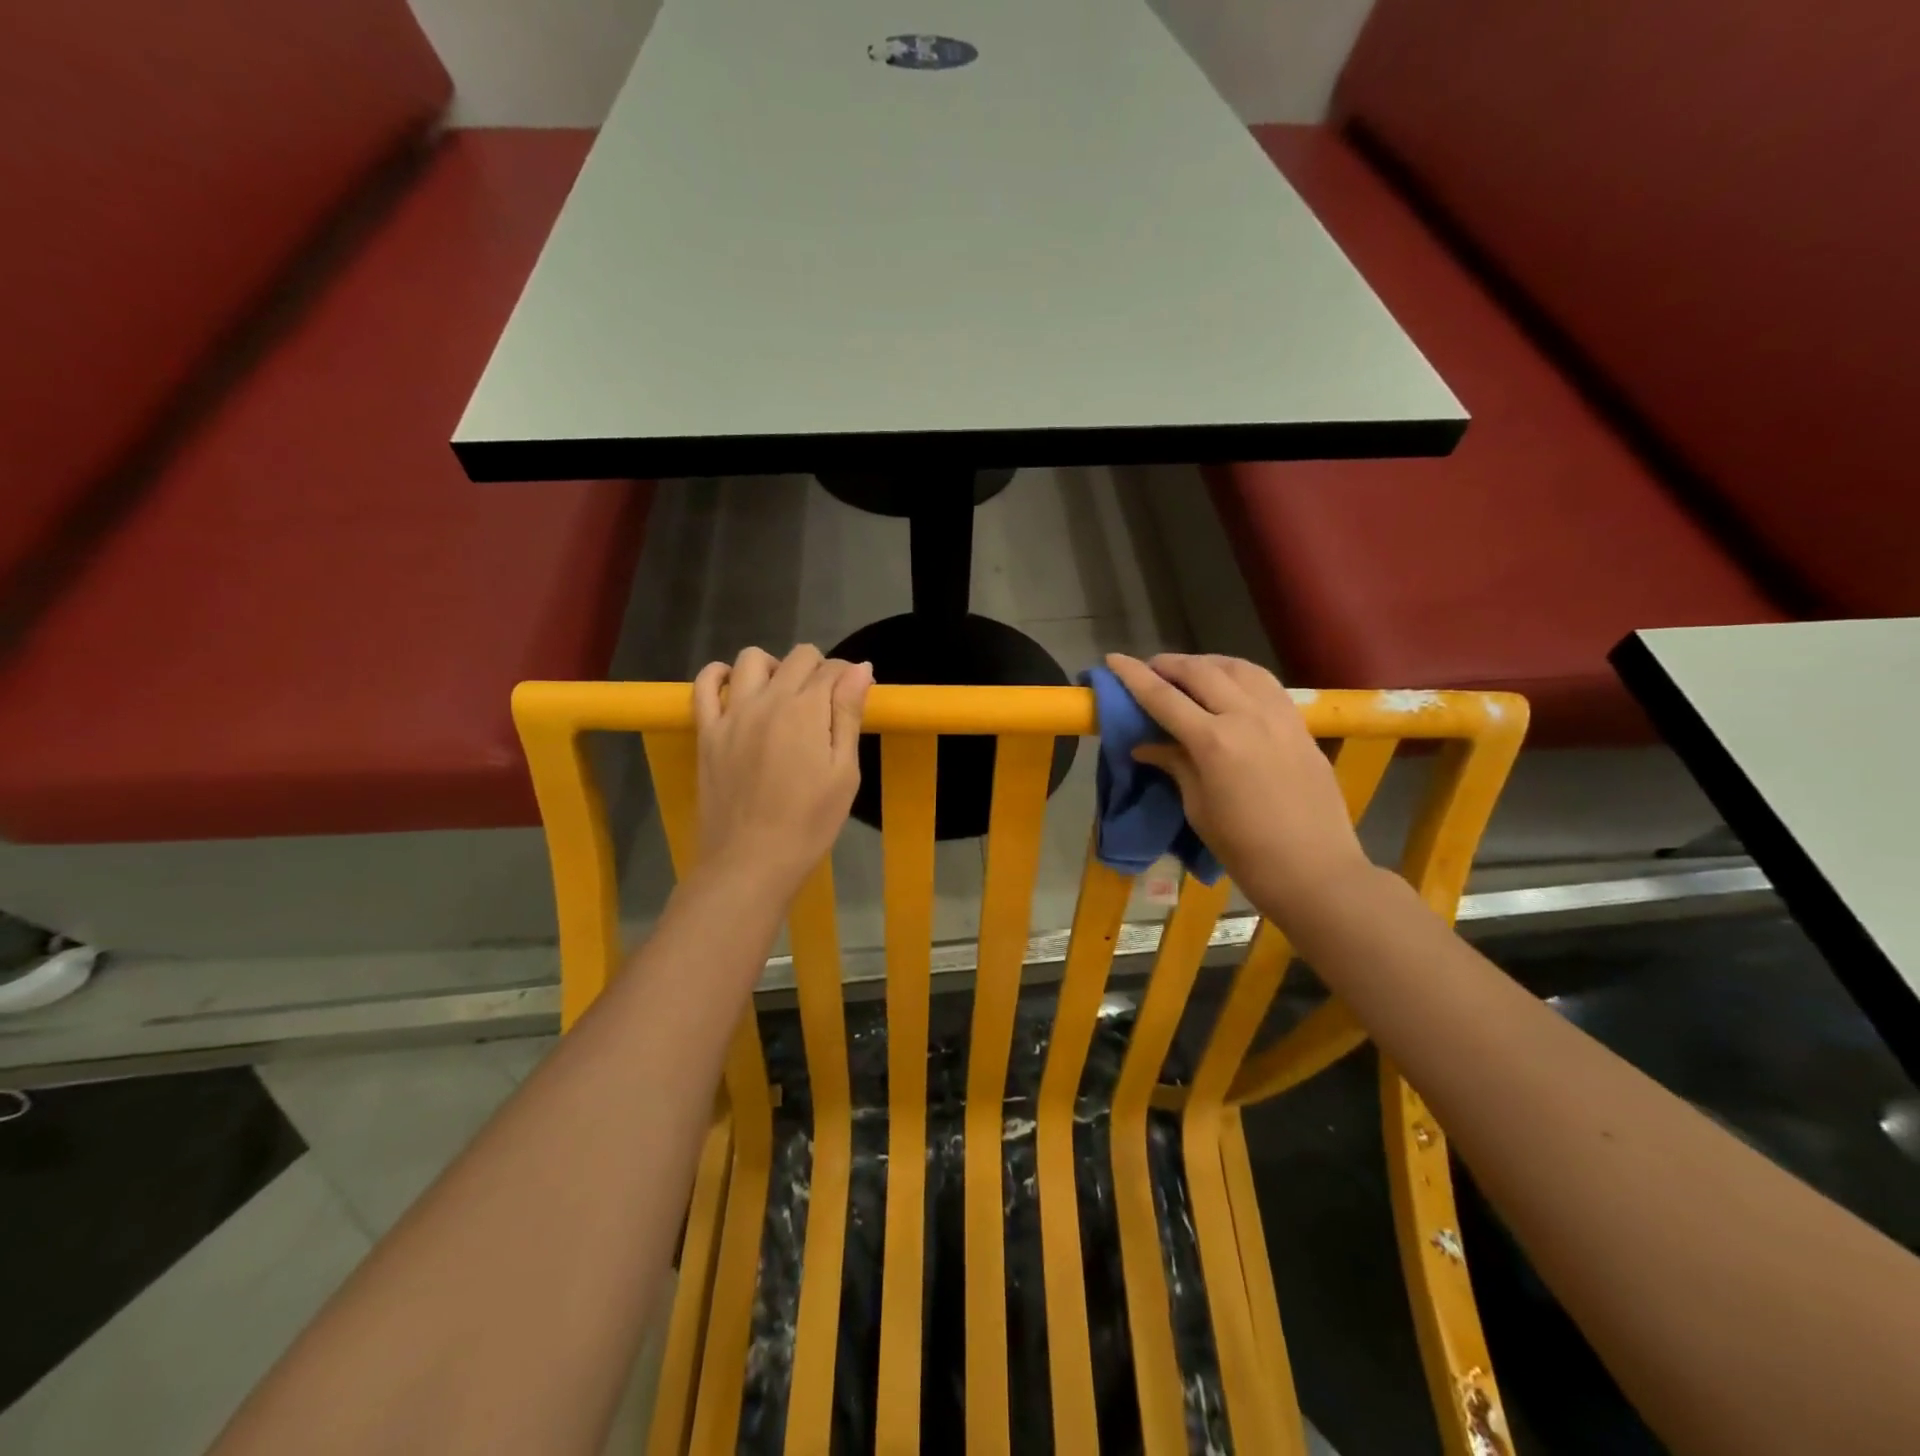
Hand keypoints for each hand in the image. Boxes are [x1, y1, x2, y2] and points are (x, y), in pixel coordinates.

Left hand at [692, 645, 871, 896]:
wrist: (750, 862)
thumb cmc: (809, 824)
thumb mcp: (844, 773)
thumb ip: (848, 715)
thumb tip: (860, 668)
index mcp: (806, 710)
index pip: (832, 669)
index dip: (849, 677)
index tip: (854, 698)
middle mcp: (766, 700)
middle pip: (797, 658)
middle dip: (818, 669)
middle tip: (825, 703)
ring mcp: (731, 714)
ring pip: (751, 659)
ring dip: (773, 666)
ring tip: (783, 694)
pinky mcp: (706, 732)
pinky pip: (704, 685)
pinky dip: (720, 675)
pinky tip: (735, 687)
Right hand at [1106, 652, 1373, 925]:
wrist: (1314, 869)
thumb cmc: (1245, 849)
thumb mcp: (1198, 808)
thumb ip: (1175, 765)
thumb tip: (1145, 745)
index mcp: (1213, 742)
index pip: (1163, 697)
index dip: (1134, 676)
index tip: (1113, 659)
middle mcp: (1246, 717)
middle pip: (1200, 672)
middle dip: (1170, 664)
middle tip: (1150, 669)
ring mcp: (1279, 716)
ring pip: (1238, 668)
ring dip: (1207, 662)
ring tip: (1189, 671)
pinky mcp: (1300, 725)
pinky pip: (1266, 683)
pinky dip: (1240, 674)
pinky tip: (1231, 684)